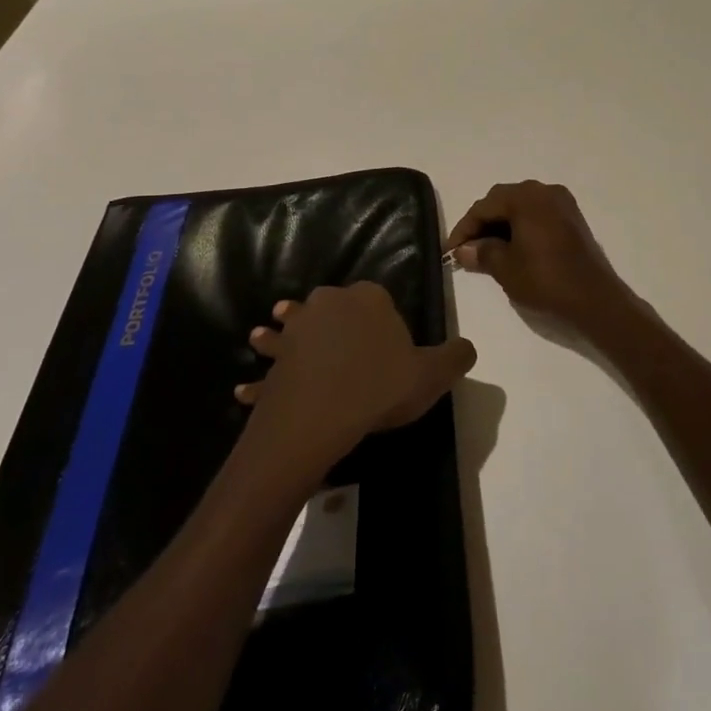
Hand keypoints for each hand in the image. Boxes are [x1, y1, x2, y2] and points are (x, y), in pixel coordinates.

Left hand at [235, 284, 475, 468]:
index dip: (384, 321)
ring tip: (263, 339)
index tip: (387, 349)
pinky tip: (242, 390)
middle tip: (337, 347)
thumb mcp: (432, 374)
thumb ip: (455, 357)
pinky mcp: (277, 358)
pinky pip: (269, 368)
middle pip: (334, 308)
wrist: (321, 412)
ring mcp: (298, 328)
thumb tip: (468, 347)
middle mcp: (330, 302)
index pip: (379, 299)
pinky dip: (258, 379)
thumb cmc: (380, 386)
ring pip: (291, 327)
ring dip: (278, 334)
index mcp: (369, 298)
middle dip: (332, 320)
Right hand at [446, 181, 648, 341]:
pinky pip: (537, 215)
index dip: (464, 228)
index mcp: (525, 197)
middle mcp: (544, 191)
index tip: (450, 251)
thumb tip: (463, 249)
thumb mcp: (506, 268)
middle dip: (482, 224)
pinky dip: (521, 227)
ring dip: (501, 225)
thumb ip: (481, 252)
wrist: (596, 301)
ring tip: (487, 251)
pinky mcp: (573, 218)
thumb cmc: (546, 281)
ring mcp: (562, 203)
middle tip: (467, 250)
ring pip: (520, 207)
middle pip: (502, 201)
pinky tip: (512, 248)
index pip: (484, 207)